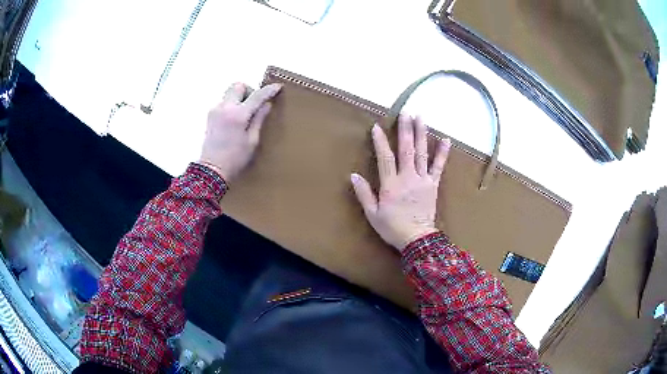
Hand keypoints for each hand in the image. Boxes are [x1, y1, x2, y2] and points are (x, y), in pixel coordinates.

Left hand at [198, 82, 281, 182]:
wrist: (212, 169)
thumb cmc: (235, 159)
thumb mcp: (252, 141)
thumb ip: (259, 119)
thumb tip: (266, 105)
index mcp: (238, 114)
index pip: (257, 96)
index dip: (268, 90)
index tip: (277, 87)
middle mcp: (225, 108)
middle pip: (238, 86)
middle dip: (249, 90)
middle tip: (255, 104)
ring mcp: (215, 110)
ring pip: (230, 93)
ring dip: (240, 98)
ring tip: (245, 115)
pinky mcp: (210, 115)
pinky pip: (224, 102)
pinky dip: (232, 105)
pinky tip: (235, 120)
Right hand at [351, 116, 450, 250]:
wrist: (417, 239)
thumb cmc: (392, 228)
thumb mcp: (372, 214)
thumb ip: (364, 194)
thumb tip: (354, 175)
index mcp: (391, 185)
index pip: (385, 158)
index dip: (381, 142)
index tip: (377, 127)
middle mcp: (408, 177)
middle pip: (407, 150)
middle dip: (406, 130)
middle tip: (406, 112)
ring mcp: (423, 180)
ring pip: (422, 153)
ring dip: (421, 134)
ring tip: (421, 117)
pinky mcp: (433, 185)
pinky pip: (439, 166)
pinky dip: (442, 153)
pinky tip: (446, 139)